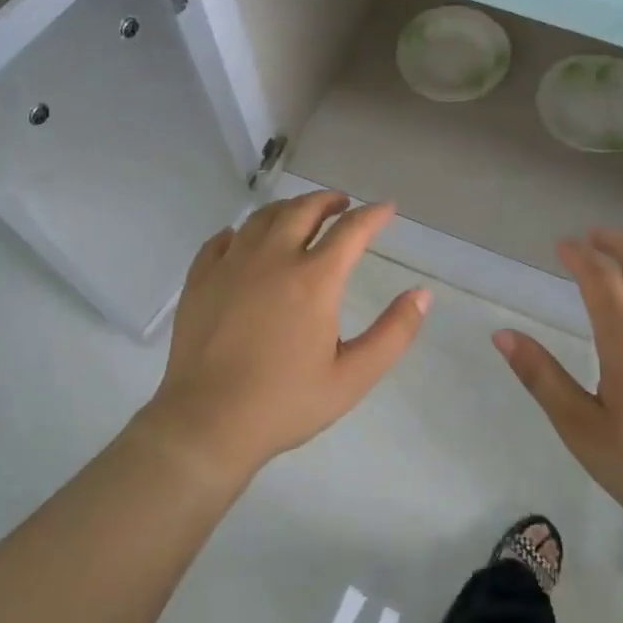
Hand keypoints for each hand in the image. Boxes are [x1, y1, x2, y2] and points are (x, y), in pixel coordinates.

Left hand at [142, 190, 429, 482]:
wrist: (208, 421)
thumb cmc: (285, 402)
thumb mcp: (353, 377)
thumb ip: (393, 333)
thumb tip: (422, 295)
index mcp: (314, 280)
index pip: (351, 230)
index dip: (374, 215)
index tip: (387, 209)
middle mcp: (272, 259)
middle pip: (303, 210)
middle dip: (328, 201)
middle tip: (342, 205)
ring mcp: (231, 265)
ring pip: (262, 217)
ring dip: (288, 209)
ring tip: (300, 215)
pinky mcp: (200, 279)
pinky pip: (222, 239)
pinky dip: (243, 231)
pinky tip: (245, 240)